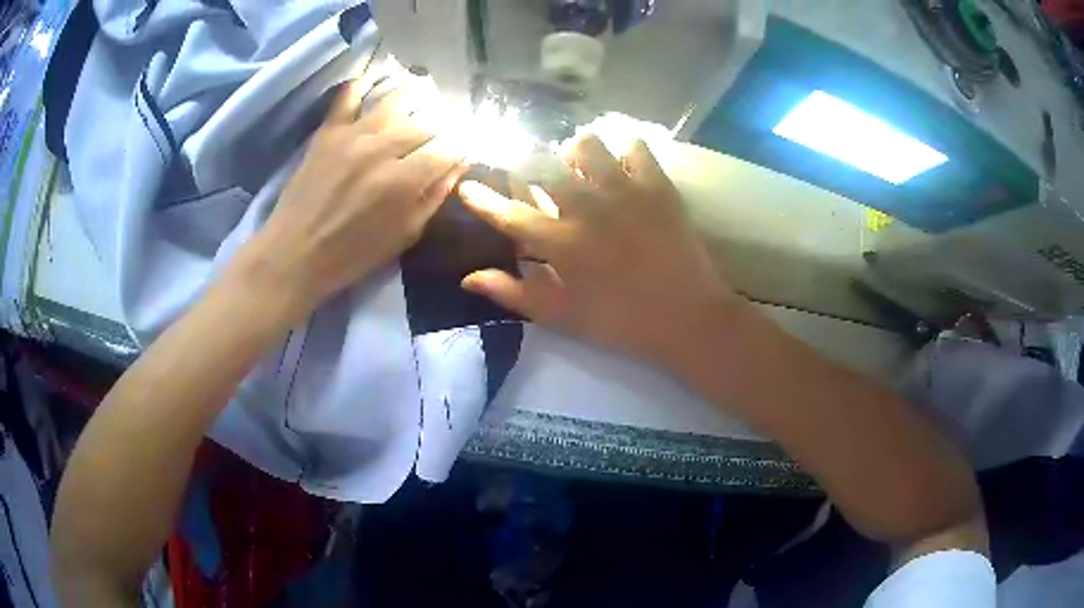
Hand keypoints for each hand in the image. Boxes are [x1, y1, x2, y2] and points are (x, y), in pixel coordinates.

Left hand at [236, 77, 466, 320]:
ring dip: (415, 100)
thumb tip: (459, 164)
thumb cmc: (353, 254)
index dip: (462, 148)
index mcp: (406, 180)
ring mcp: (354, 134)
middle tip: (439, 137)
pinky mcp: (329, 130)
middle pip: (427, 123)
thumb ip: (435, 196)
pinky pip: (349, 94)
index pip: (450, 148)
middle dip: (441, 130)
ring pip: (397, 100)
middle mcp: (384, 148)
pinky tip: (375, 81)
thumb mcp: (405, 235)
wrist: (295, 253)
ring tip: (420, 102)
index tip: (462, 151)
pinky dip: (364, 83)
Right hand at [458, 134, 739, 363]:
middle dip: (526, 161)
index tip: (468, 185)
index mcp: (560, 242)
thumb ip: (513, 293)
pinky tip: (623, 164)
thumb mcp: (562, 316)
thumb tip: (468, 278)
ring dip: (574, 152)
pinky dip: (624, 150)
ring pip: (587, 144)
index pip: (508, 213)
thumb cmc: (621, 321)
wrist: (688, 317)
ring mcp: (625, 191)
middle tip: (533, 172)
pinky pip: (635, 148)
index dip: (482, 198)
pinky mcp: (658, 186)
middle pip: (542, 163)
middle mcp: (587, 207)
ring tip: (581, 167)